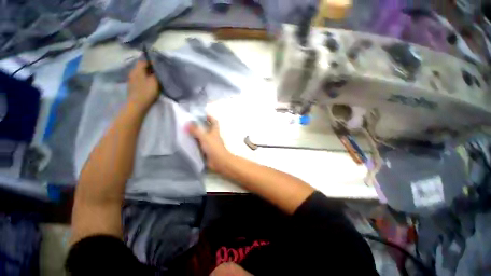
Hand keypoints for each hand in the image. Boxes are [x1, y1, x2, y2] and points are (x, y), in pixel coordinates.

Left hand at [127, 60, 158, 110]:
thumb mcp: (154, 82)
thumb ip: (155, 74)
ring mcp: (131, 79)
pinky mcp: (133, 86)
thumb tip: (156, 69)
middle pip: (141, 66)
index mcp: (137, 70)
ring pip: (140, 72)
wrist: (137, 104)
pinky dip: (144, 78)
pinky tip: (149, 82)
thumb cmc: (147, 92)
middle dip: (149, 67)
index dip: (151, 61)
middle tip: (157, 70)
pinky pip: (139, 78)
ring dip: (146, 73)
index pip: (143, 61)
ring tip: (154, 76)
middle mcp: (133, 72)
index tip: (158, 64)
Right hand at [188, 115, 233, 174]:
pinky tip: (187, 143)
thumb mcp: (205, 137)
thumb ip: (196, 130)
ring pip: (203, 136)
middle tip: (188, 123)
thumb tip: (187, 123)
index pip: (214, 121)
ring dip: (196, 134)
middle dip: (200, 125)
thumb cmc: (214, 148)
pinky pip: (200, 144)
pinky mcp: (207, 151)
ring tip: (185, 131)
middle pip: (207, 128)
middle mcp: (213, 136)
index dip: (209, 117)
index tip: (201, 114)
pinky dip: (195, 143)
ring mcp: (210, 144)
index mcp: (215, 131)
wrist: (219, 162)